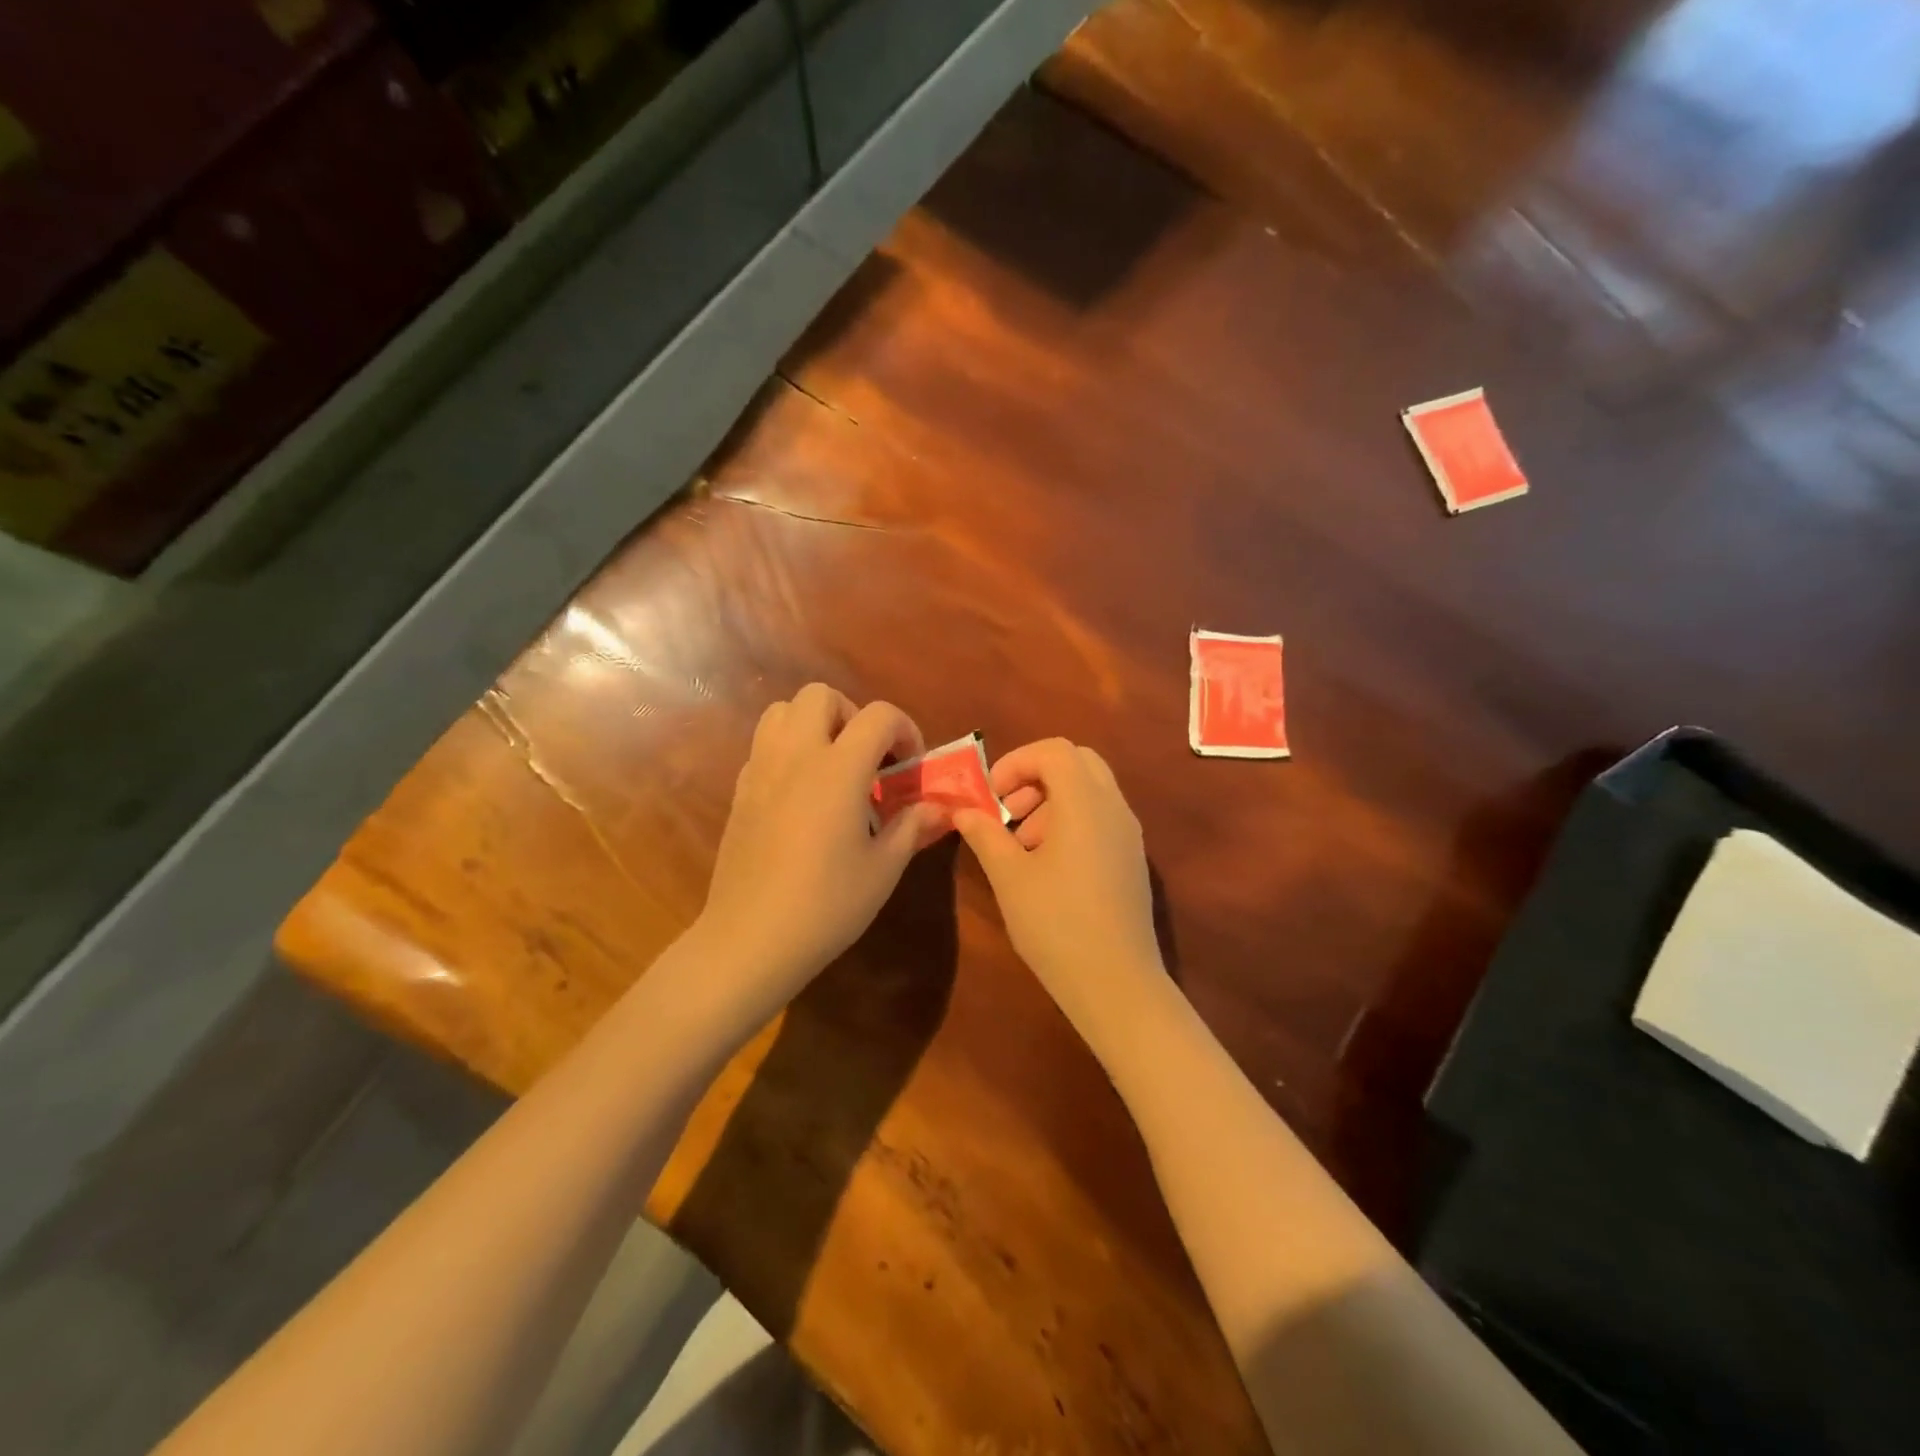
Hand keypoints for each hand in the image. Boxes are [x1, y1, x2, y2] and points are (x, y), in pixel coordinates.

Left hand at [699, 685, 944, 1012]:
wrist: (750, 939)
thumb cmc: (826, 905)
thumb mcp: (883, 869)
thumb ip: (912, 826)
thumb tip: (939, 808)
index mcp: (837, 769)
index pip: (878, 715)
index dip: (904, 730)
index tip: (910, 766)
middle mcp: (795, 755)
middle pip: (821, 695)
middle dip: (853, 715)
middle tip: (868, 759)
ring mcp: (760, 770)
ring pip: (783, 711)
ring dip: (815, 724)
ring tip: (833, 767)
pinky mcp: (740, 791)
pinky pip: (764, 746)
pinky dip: (789, 751)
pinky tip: (802, 797)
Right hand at [953, 739, 1165, 1036]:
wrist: (1116, 983)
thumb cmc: (1056, 924)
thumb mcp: (1009, 877)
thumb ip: (985, 834)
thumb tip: (964, 811)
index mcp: (1085, 803)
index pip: (1054, 751)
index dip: (1016, 762)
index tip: (991, 796)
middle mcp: (1114, 807)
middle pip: (1077, 762)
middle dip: (1036, 775)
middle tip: (1008, 811)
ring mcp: (1128, 833)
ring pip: (1090, 789)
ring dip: (1052, 800)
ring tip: (1022, 844)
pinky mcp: (1132, 858)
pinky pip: (1101, 816)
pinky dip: (1072, 820)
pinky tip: (1048, 865)